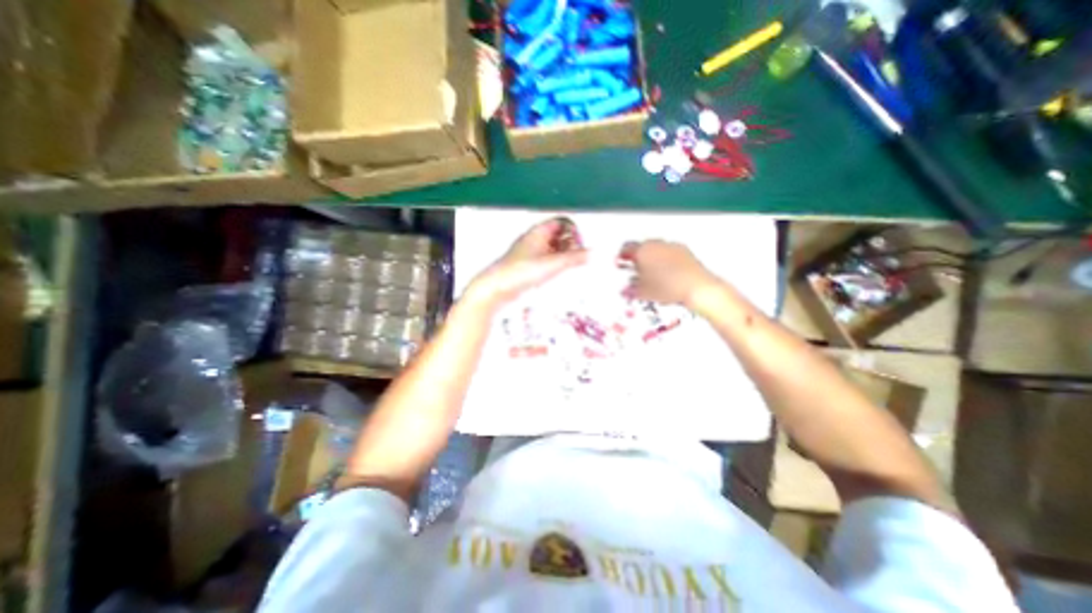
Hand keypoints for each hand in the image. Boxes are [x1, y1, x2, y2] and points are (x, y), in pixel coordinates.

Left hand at [468, 215, 592, 310]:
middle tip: (580, 258)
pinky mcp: (527, 267)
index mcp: (538, 232)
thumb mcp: (551, 264)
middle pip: (558, 236)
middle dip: (570, 245)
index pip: (561, 222)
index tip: (581, 245)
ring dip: (563, 257)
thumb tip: (594, 253)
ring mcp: (530, 253)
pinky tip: (559, 276)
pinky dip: (555, 266)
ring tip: (572, 268)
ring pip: (552, 250)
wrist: (496, 288)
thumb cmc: (521, 272)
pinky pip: (546, 261)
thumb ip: (574, 259)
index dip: (573, 231)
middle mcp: (534, 240)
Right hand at [623, 237, 721, 307]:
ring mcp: (672, 246)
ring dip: (651, 258)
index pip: (626, 248)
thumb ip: (631, 289)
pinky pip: (669, 252)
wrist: (696, 288)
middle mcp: (657, 244)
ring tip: (650, 273)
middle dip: (636, 257)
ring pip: (656, 249)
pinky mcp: (684, 251)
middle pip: (641, 247)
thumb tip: (627, 290)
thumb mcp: (643, 292)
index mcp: (642, 251)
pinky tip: (665, 273)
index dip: (621, 256)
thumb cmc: (669, 288)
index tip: (619, 261)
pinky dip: (664, 260)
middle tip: (633, 268)